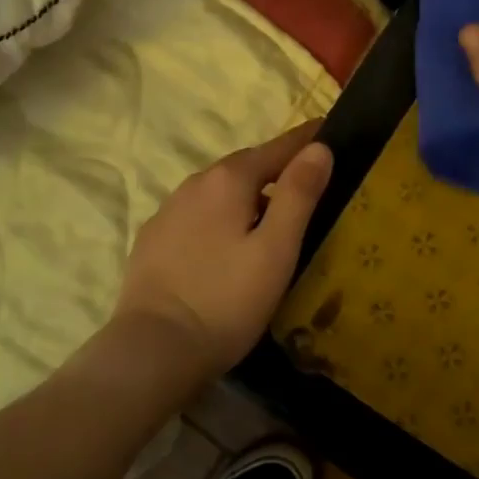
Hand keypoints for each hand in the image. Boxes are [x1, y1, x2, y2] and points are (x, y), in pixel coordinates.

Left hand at [114, 122, 334, 373]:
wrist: (153, 350)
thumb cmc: (226, 299)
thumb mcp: (276, 249)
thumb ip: (298, 194)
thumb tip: (319, 148)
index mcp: (229, 180)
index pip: (277, 147)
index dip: (305, 140)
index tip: (326, 129)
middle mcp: (195, 184)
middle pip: (245, 166)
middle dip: (275, 168)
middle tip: (304, 181)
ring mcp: (168, 211)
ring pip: (218, 191)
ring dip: (246, 195)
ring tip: (268, 217)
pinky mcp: (152, 239)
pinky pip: (196, 214)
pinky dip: (219, 217)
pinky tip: (224, 244)